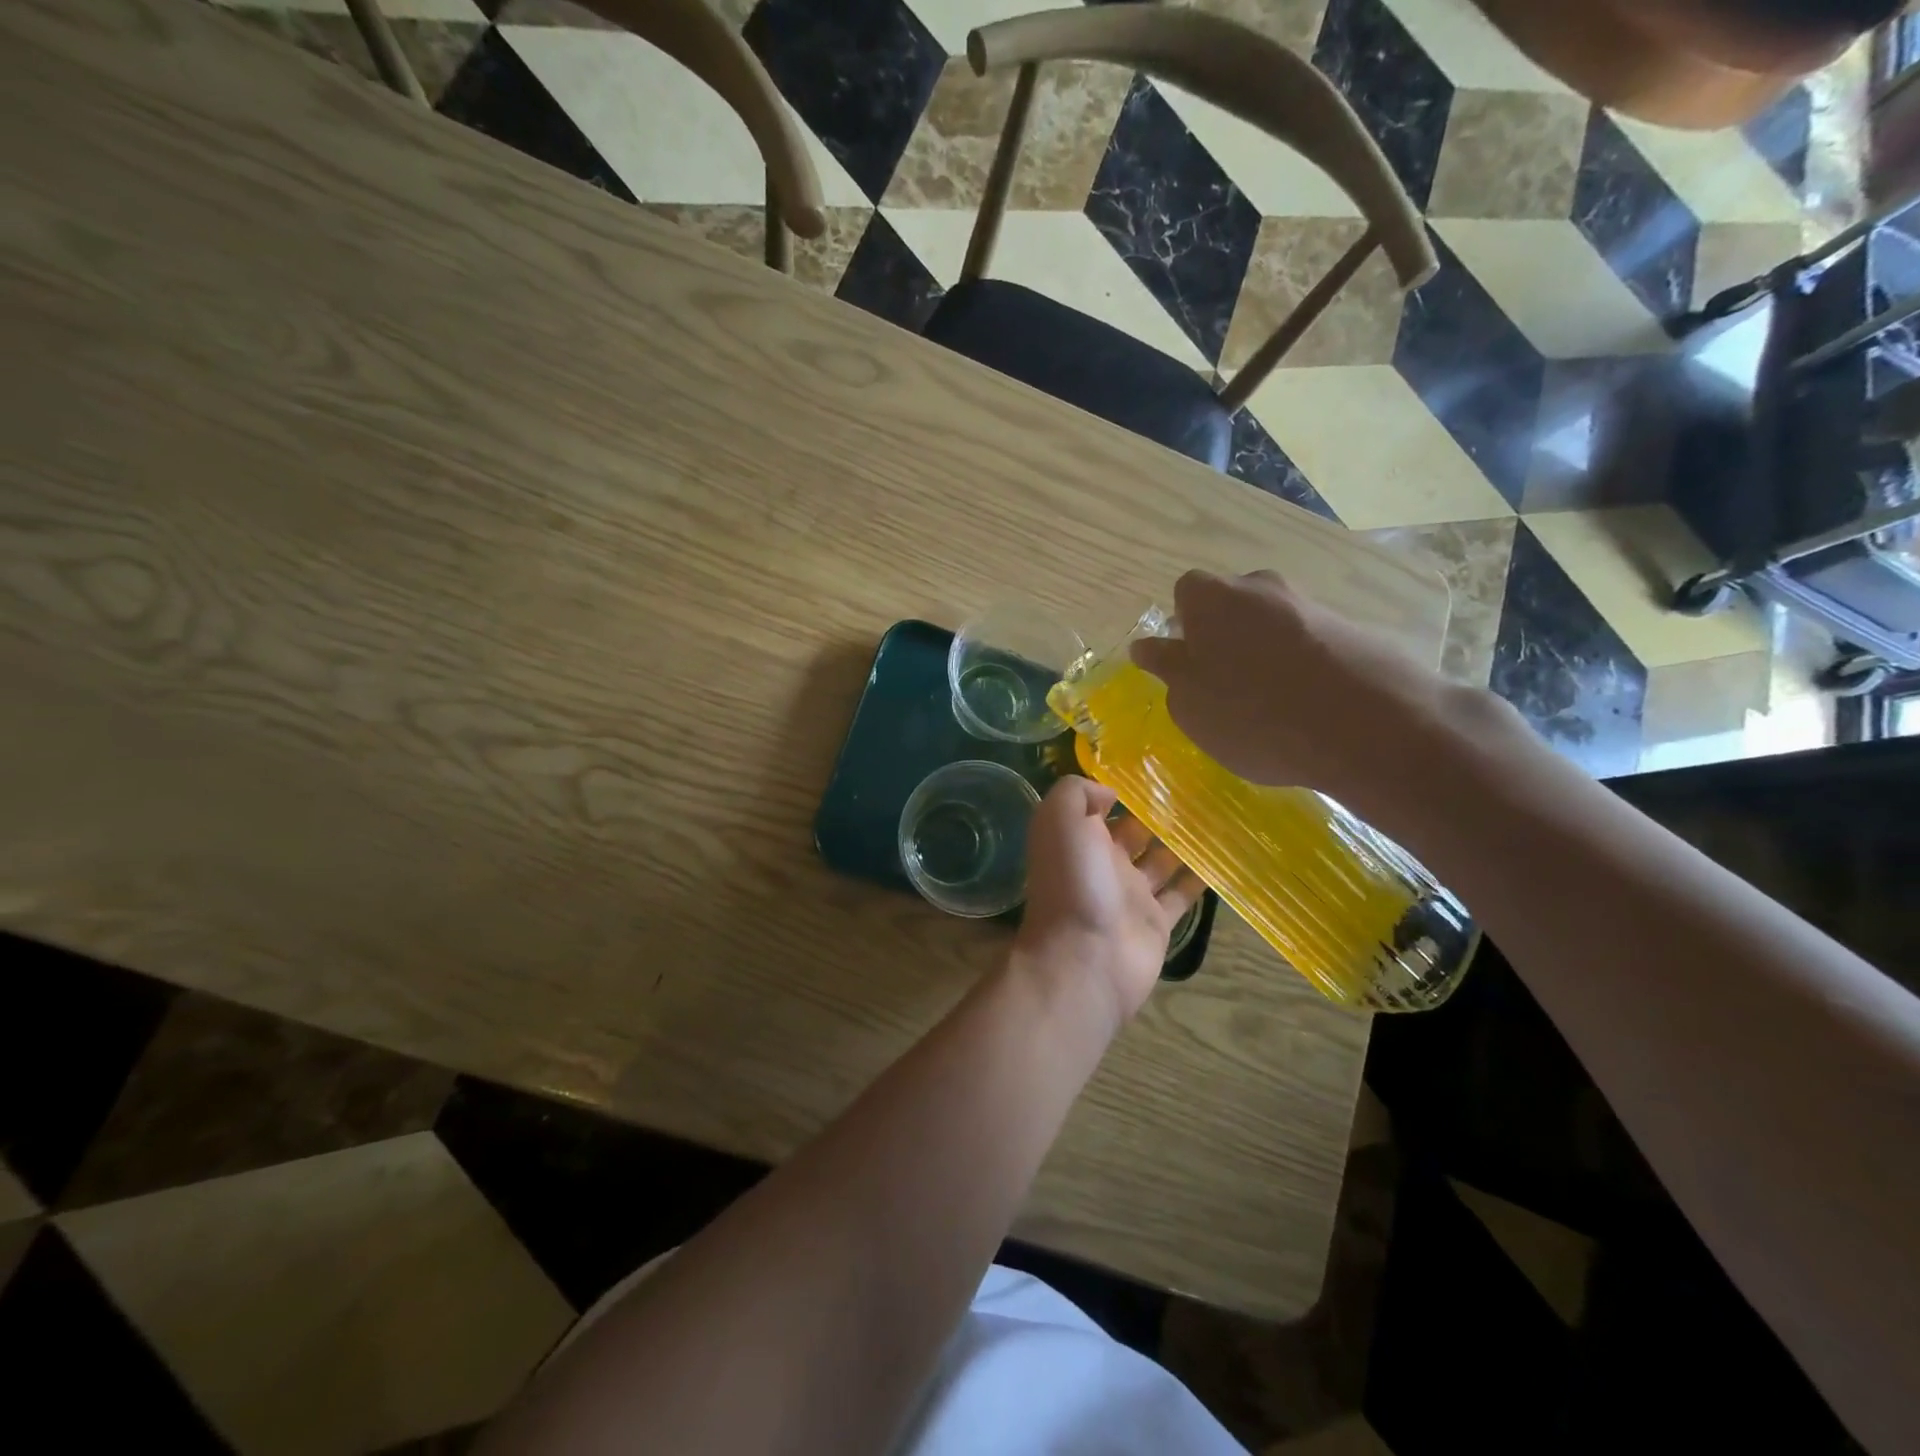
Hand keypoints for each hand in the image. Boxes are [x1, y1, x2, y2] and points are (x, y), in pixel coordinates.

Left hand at [1015, 776, 1203, 1028]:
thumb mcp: (1059, 821)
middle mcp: (1104, 863)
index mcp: (1078, 839)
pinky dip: (1199, 878)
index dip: (1121, 788)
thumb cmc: (1072, 882)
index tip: (1155, 767)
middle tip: (1197, 787)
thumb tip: (1109, 792)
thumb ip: (1076, 794)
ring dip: (1183, 841)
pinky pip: (1181, 894)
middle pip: (1135, 831)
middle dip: (1158, 812)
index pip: (1100, 806)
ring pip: (1162, 860)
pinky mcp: (1157, 922)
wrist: (1084, 958)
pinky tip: (1224, 855)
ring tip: (1216, 814)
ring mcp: (1131, 895)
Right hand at [1129, 570, 1506, 824]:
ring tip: (1270, 705)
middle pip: (1232, 605)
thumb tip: (1149, 647)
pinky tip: (1308, 708)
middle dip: (1224, 638)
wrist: (1368, 725)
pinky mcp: (1352, 629)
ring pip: (1272, 624)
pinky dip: (1302, 667)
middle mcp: (1261, 587)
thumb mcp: (1190, 704)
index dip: (1183, 628)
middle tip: (1225, 687)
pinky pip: (1310, 643)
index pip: (1185, 594)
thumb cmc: (1254, 714)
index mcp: (1211, 598)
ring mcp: (1311, 604)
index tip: (1189, 665)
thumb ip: (1168, 670)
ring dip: (1264, 654)